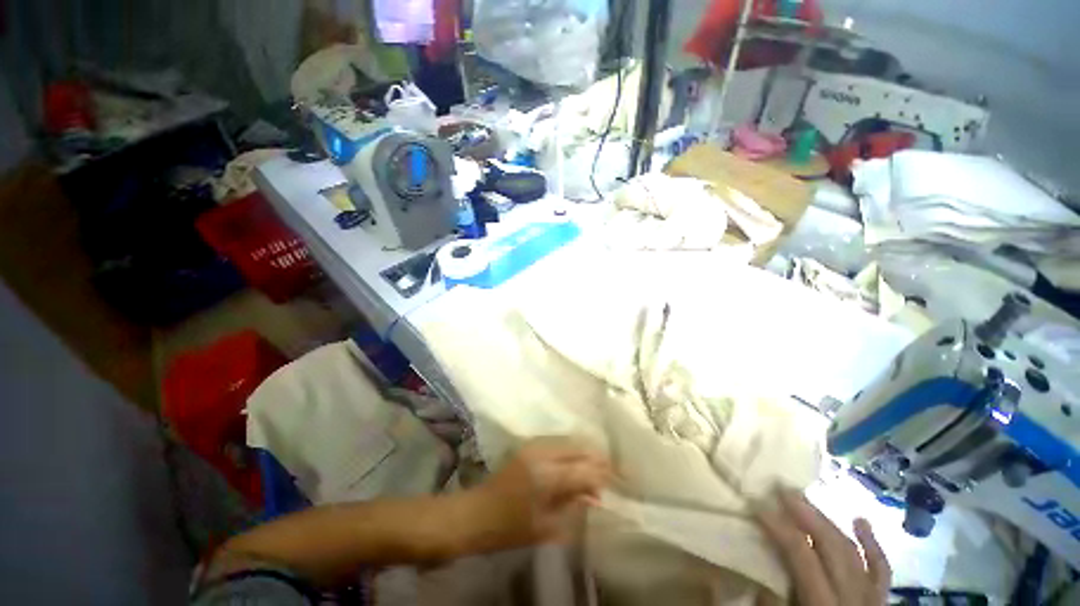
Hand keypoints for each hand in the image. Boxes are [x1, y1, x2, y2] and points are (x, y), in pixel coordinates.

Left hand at [462, 438, 611, 552]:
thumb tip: (595, 496)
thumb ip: (573, 506)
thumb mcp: (546, 527)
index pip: (584, 469)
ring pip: (569, 440)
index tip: (617, 481)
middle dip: (597, 458)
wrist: (476, 512)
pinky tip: (576, 459)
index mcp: (547, 475)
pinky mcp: (529, 443)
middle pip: (579, 447)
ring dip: (585, 451)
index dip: (602, 475)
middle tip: (611, 472)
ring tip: (596, 466)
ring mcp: (535, 444)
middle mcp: (543, 452)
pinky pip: (558, 440)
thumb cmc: (510, 527)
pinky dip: (572, 448)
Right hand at [756, 488, 891, 605]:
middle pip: (831, 547)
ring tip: (807, 499)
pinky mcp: (880, 601)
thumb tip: (759, 578)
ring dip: (829, 522)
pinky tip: (861, 521)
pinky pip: (881, 570)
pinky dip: (872, 545)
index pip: (802, 556)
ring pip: (852, 552)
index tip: (758, 505)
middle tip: (783, 489)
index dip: (780, 528)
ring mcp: (871, 598)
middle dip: (807, 515)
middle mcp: (852, 598)